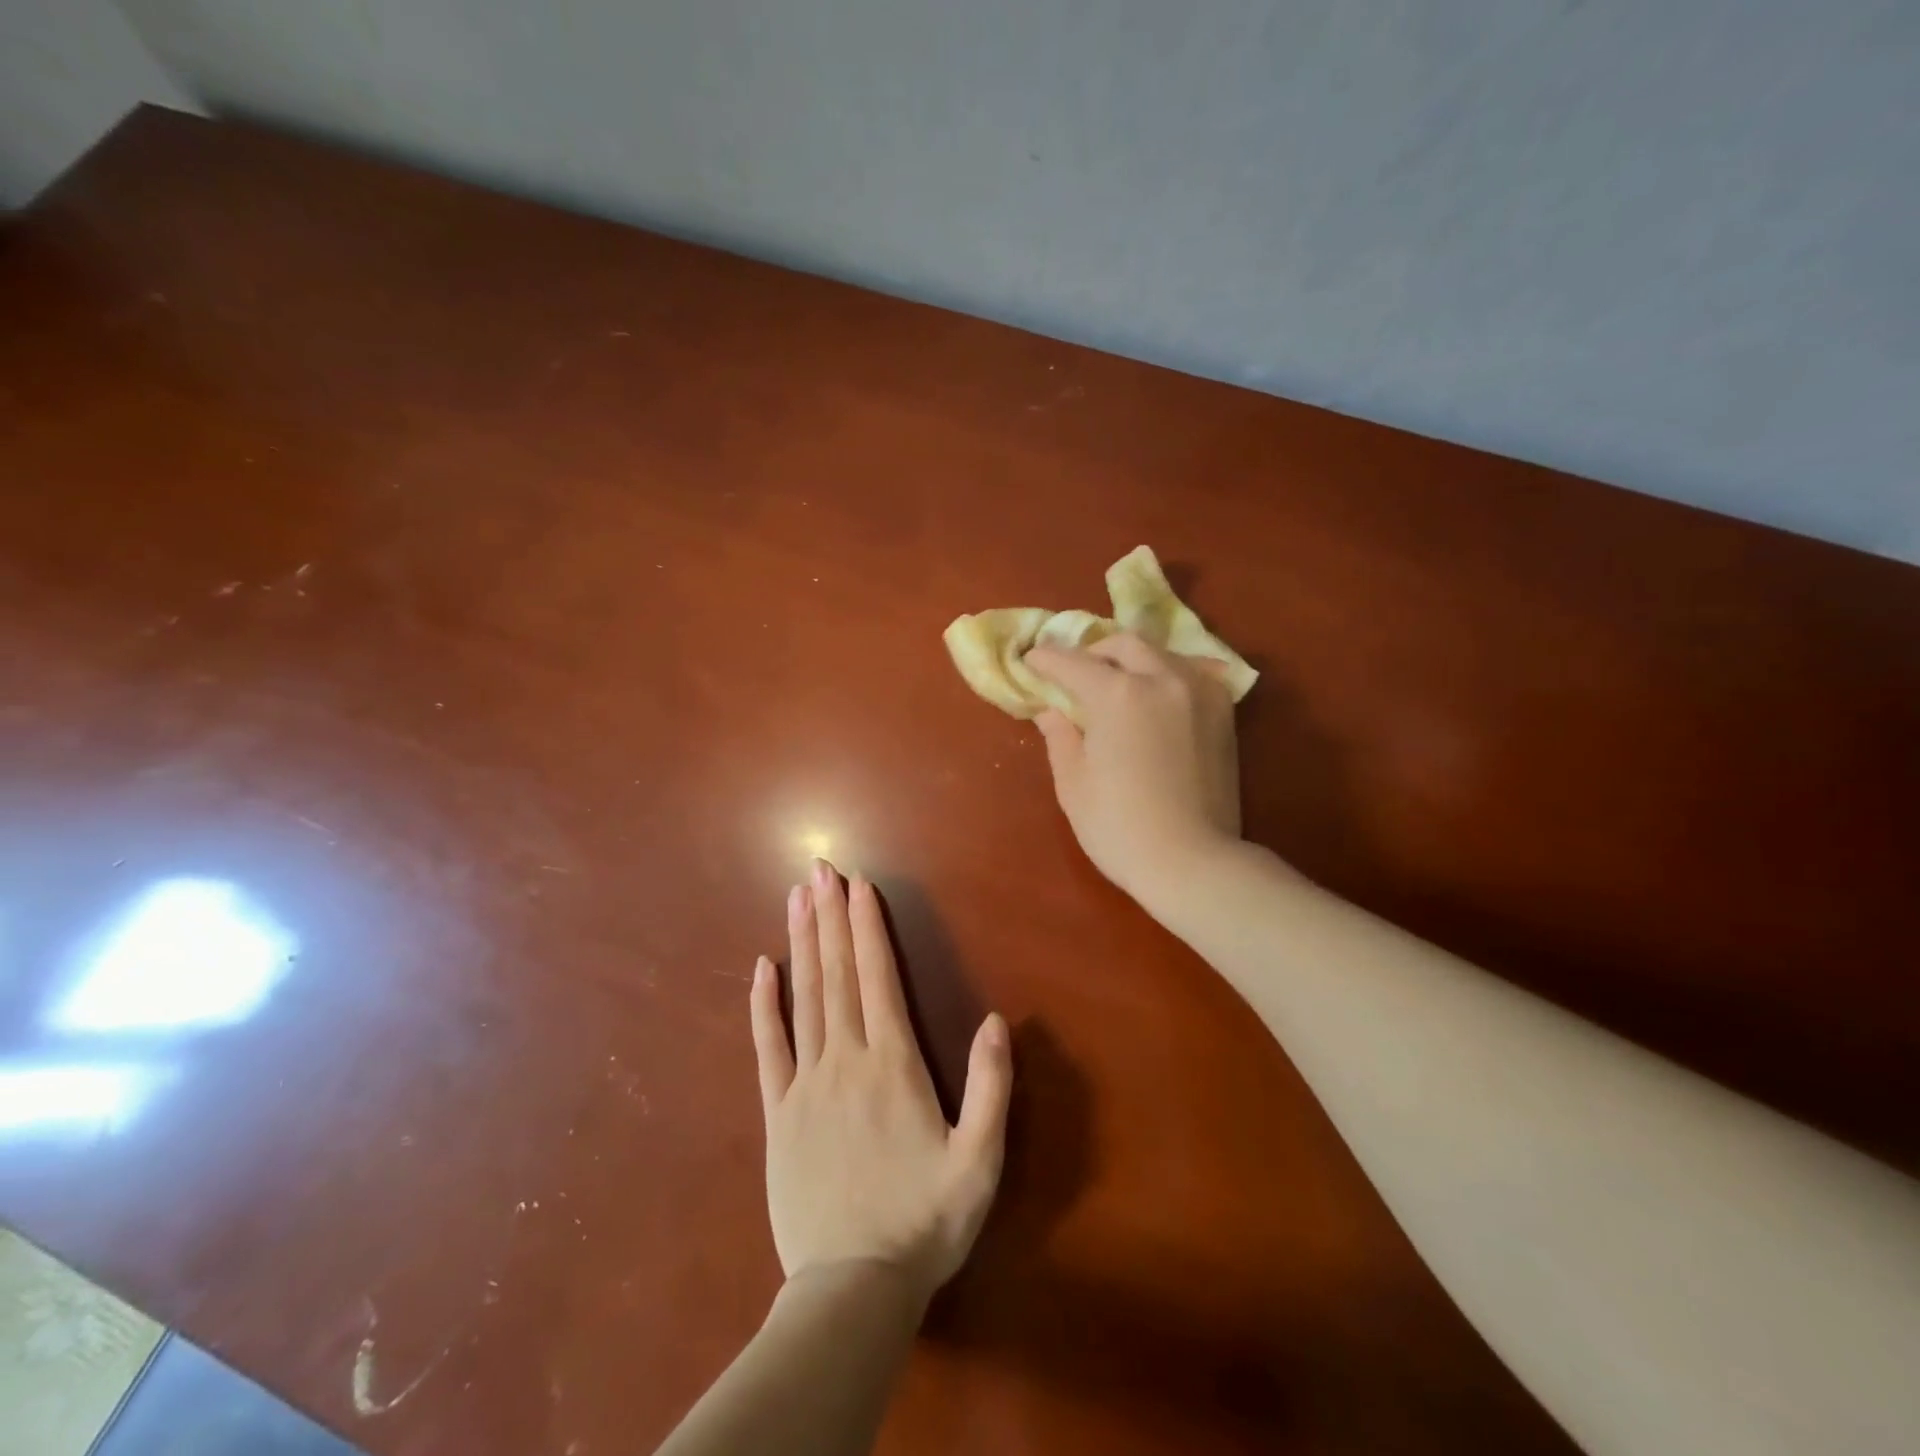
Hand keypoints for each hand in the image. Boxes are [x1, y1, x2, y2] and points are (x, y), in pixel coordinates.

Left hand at [750, 858, 1011, 1304]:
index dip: (867, 927)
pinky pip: (767, 1048)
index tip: (859, 884)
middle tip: (820, 869)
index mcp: (893, 1065)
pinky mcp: (777, 1113)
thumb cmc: (924, 1222)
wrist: (852, 1290)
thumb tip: (998, 1021)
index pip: (878, 978)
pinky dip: (764, 1004)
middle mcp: (846, 1060)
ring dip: (801, 943)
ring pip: (803, 997)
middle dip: (830, 916)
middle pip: (836, 974)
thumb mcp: (980, 1161)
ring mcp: (805, 1084)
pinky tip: (761, 968)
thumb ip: (992, 1088)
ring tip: (796, 897)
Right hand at [1026, 632, 1241, 905]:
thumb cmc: (1119, 827)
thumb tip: (1051, 710)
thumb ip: (1060, 736)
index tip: (1030, 662)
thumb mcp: (1073, 783)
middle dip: (1092, 653)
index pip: (1072, 663)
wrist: (1192, 862)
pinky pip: (1192, 672)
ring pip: (1160, 653)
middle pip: (1121, 645)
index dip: (1045, 660)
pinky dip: (1167, 674)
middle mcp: (1162, 678)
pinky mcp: (1222, 711)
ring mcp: (1199, 691)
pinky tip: (1158, 693)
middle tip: (1075, 676)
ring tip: (1117, 683)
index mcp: (1118, 694)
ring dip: (1131, 660)